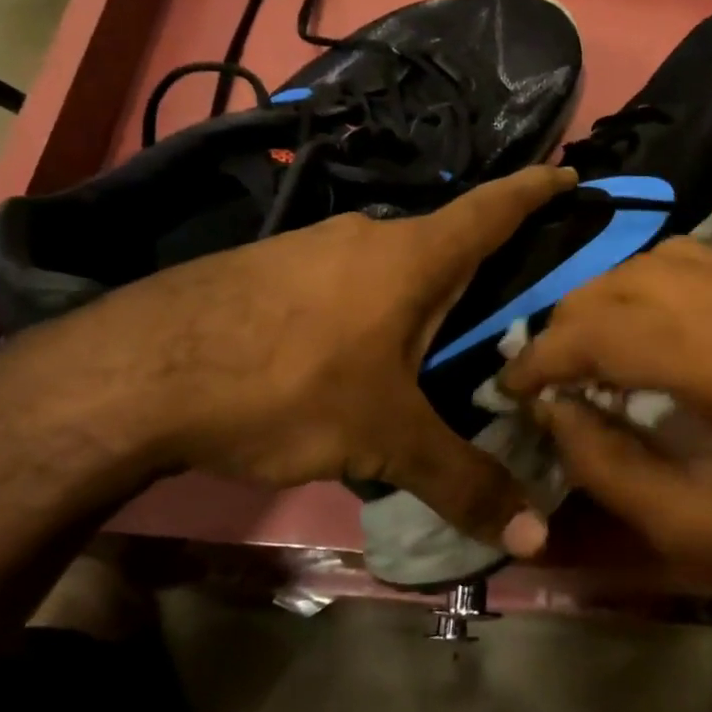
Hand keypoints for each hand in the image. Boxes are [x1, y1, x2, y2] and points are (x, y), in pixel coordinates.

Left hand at [0, 166, 576, 556]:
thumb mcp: (384, 438)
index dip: (536, 189)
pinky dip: (370, 306)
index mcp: (414, 257)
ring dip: (418, 294)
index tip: (569, 173)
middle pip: (444, 243)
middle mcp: (369, 235)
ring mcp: (315, 245)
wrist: (143, 369)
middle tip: (507, 307)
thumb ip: (461, 481)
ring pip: (390, 265)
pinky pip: (345, 280)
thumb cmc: (289, 384)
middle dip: (479, 267)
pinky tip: (355, 352)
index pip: (493, 209)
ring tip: (434, 343)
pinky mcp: (272, 268)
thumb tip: (537, 537)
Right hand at [501, 238, 711, 631]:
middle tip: (541, 370)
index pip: (622, 327)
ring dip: (611, 298)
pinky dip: (652, 291)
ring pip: (668, 260)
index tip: (510, 384)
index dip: (552, 352)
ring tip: (581, 349)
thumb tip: (553, 407)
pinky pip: (704, 269)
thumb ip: (610, 466)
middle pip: (641, 278)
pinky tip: (638, 333)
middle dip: (573, 319)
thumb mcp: (699, 536)